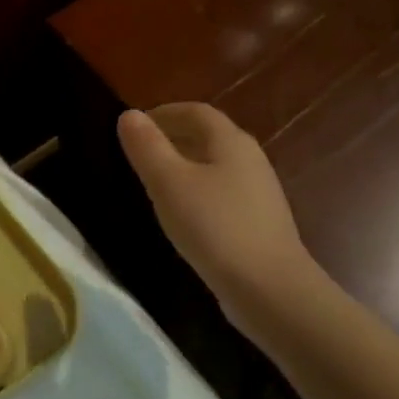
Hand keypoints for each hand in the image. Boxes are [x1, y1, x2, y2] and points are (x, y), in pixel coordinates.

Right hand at [117, 104, 320, 331]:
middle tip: (138, 154)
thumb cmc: (214, 227)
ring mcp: (258, 191)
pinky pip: (221, 193)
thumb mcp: (169, 184)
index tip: (134, 126)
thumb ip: (148, 147)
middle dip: (173, 138)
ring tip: (153, 183)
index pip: (195, 112)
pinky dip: (197, 191)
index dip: (163, 113)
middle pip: (208, 136)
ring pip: (215, 166)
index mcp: (230, 141)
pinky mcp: (258, 221)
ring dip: (184, 166)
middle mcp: (250, 159)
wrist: (268, 287)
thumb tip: (130, 115)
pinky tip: (182, 215)